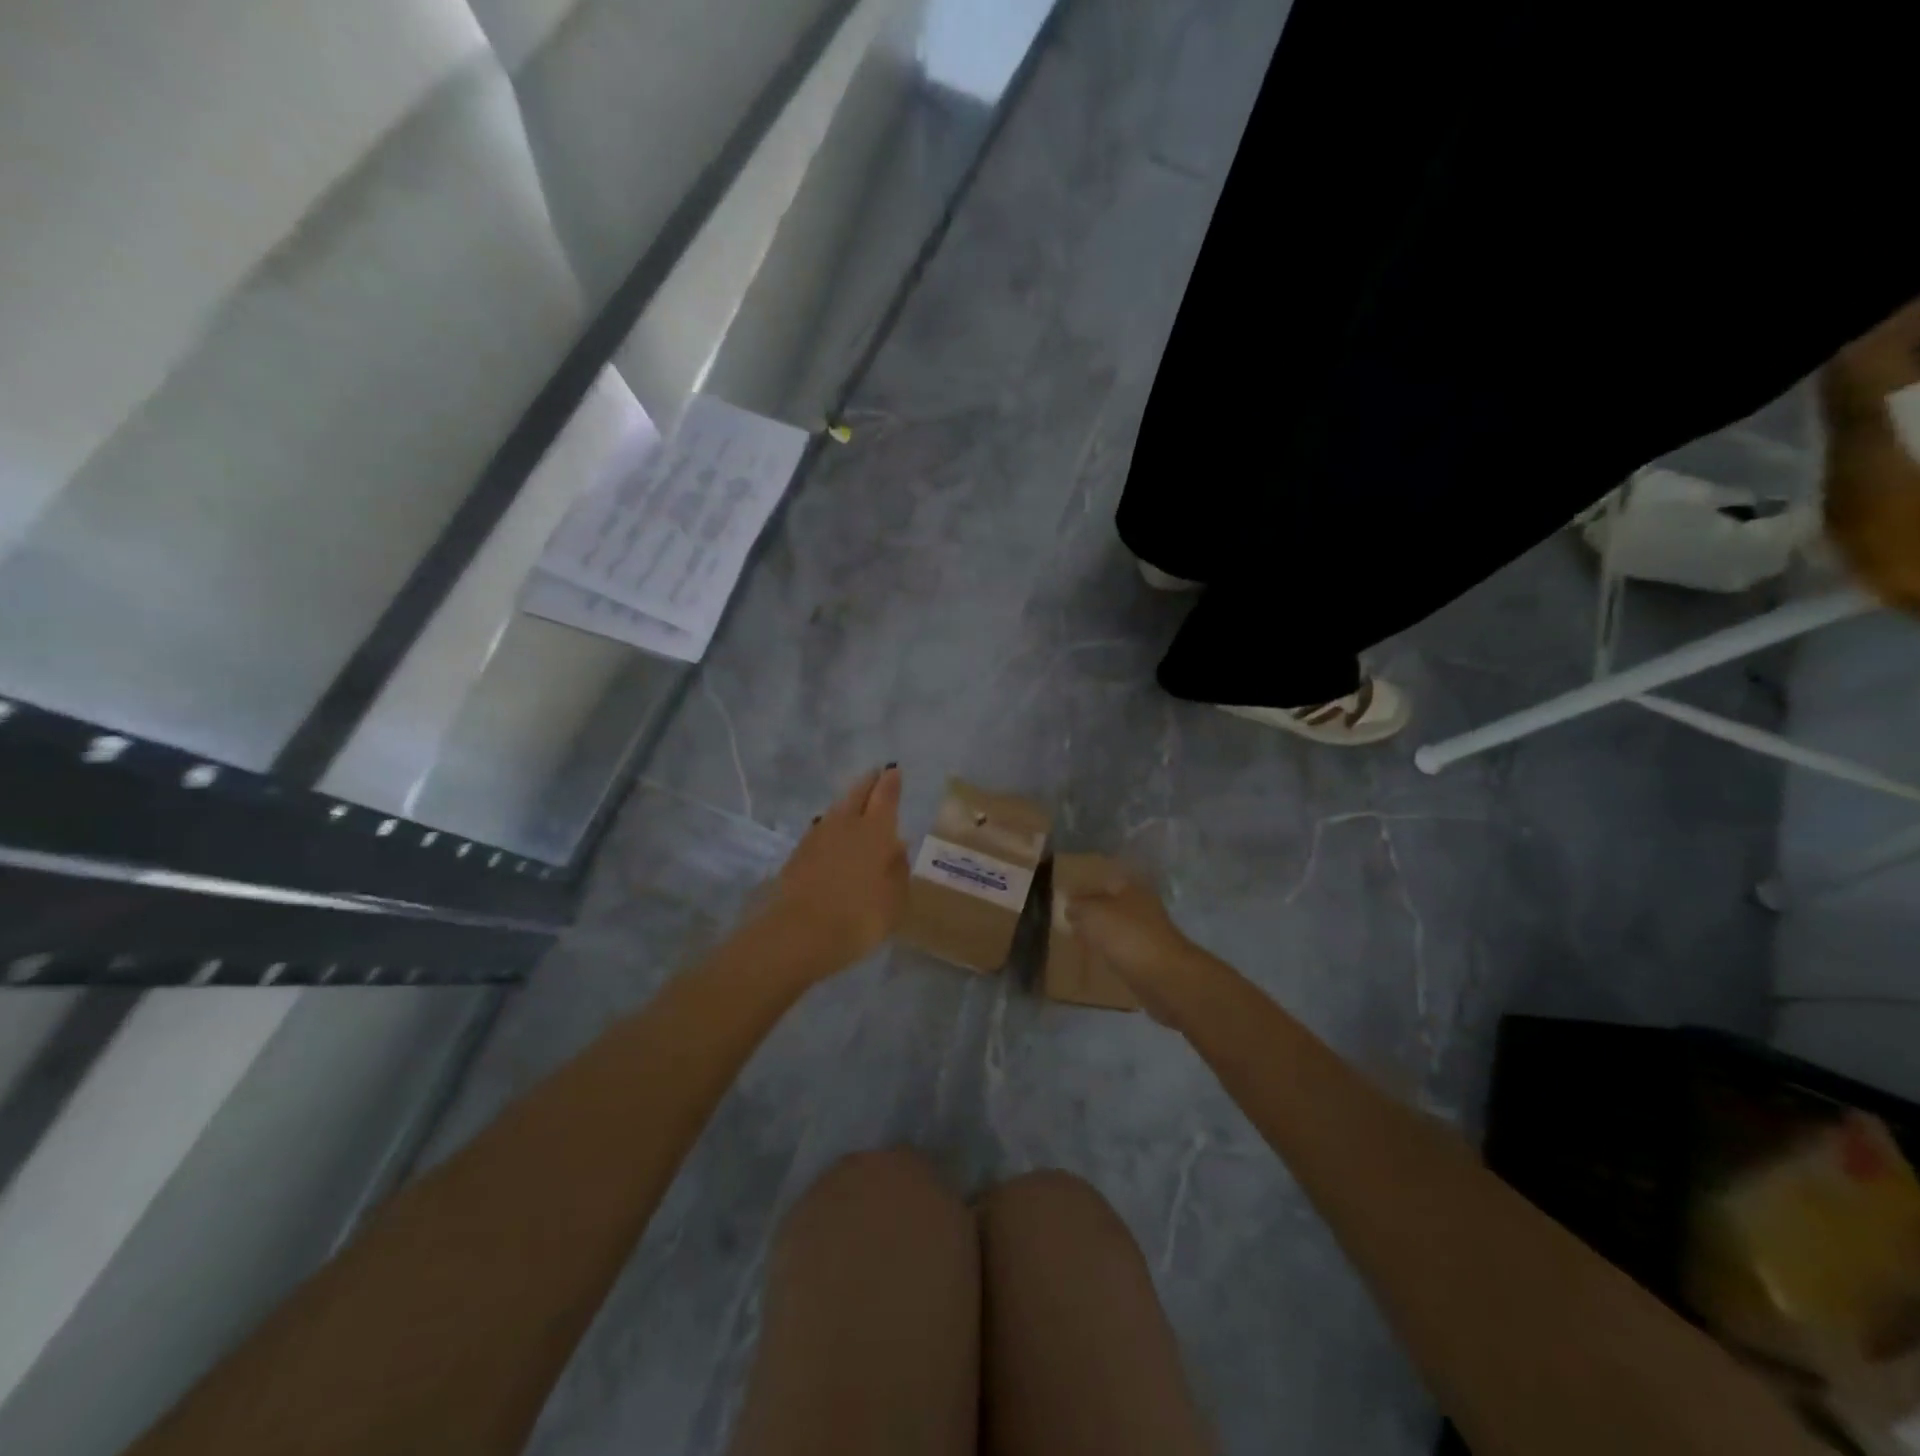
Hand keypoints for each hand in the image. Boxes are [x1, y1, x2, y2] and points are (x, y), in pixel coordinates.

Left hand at [768, 765, 908, 971]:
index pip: (885, 796)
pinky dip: (831, 826)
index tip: (893, 770)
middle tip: (875, 775)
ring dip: (847, 803)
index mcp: (876, 831)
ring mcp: (818, 836)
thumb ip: (898, 869)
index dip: (891, 782)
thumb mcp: (895, 899)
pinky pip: (820, 829)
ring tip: (855, 803)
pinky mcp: (798, 853)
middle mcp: (846, 824)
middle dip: (868, 783)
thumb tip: (896, 847)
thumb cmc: (860, 916)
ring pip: (836, 810)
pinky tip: (833, 834)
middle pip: (857, 794)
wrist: (800, 933)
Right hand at [1064, 871, 1200, 1023]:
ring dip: (1101, 934)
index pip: (1103, 880)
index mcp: (1131, 888)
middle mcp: (1142, 906)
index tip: (1064, 899)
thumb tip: (1069, 906)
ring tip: (1078, 940)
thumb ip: (1078, 906)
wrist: (1164, 977)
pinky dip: (1111, 953)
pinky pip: (1124, 950)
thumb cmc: (1126, 936)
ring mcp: (1148, 933)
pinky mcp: (1150, 958)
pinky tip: (1096, 959)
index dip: (1083, 888)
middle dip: (1092, 912)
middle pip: (1111, 905)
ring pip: (1118, 928)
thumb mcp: (1092, 914)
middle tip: (1068, 921)